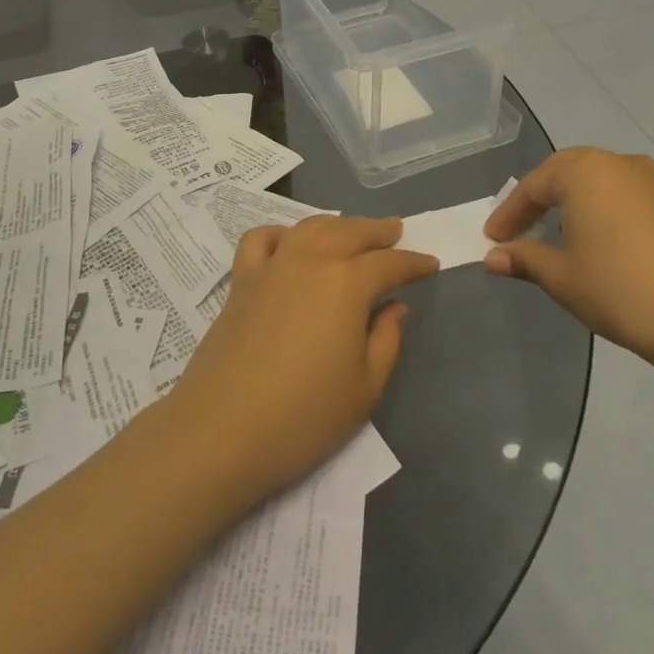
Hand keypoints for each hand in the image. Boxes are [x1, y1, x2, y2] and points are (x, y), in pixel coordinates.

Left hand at [164, 215, 438, 508]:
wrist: (222, 430)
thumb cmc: (304, 416)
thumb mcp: (365, 387)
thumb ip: (387, 339)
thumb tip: (395, 307)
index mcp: (347, 283)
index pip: (390, 263)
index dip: (414, 263)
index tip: (431, 264)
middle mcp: (310, 260)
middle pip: (350, 232)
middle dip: (378, 230)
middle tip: (396, 230)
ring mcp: (271, 266)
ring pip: (309, 227)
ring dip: (336, 223)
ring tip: (351, 230)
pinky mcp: (240, 281)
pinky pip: (261, 239)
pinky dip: (281, 232)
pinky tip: (290, 244)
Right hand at [484, 149, 653, 365]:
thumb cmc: (619, 289)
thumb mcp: (561, 276)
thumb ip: (524, 259)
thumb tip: (493, 258)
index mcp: (586, 171)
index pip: (534, 186)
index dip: (509, 214)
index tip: (493, 239)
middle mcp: (621, 163)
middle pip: (567, 173)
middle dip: (540, 200)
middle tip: (520, 229)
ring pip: (600, 182)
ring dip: (573, 203)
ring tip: (557, 235)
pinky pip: (627, 196)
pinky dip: (604, 211)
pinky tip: (600, 242)